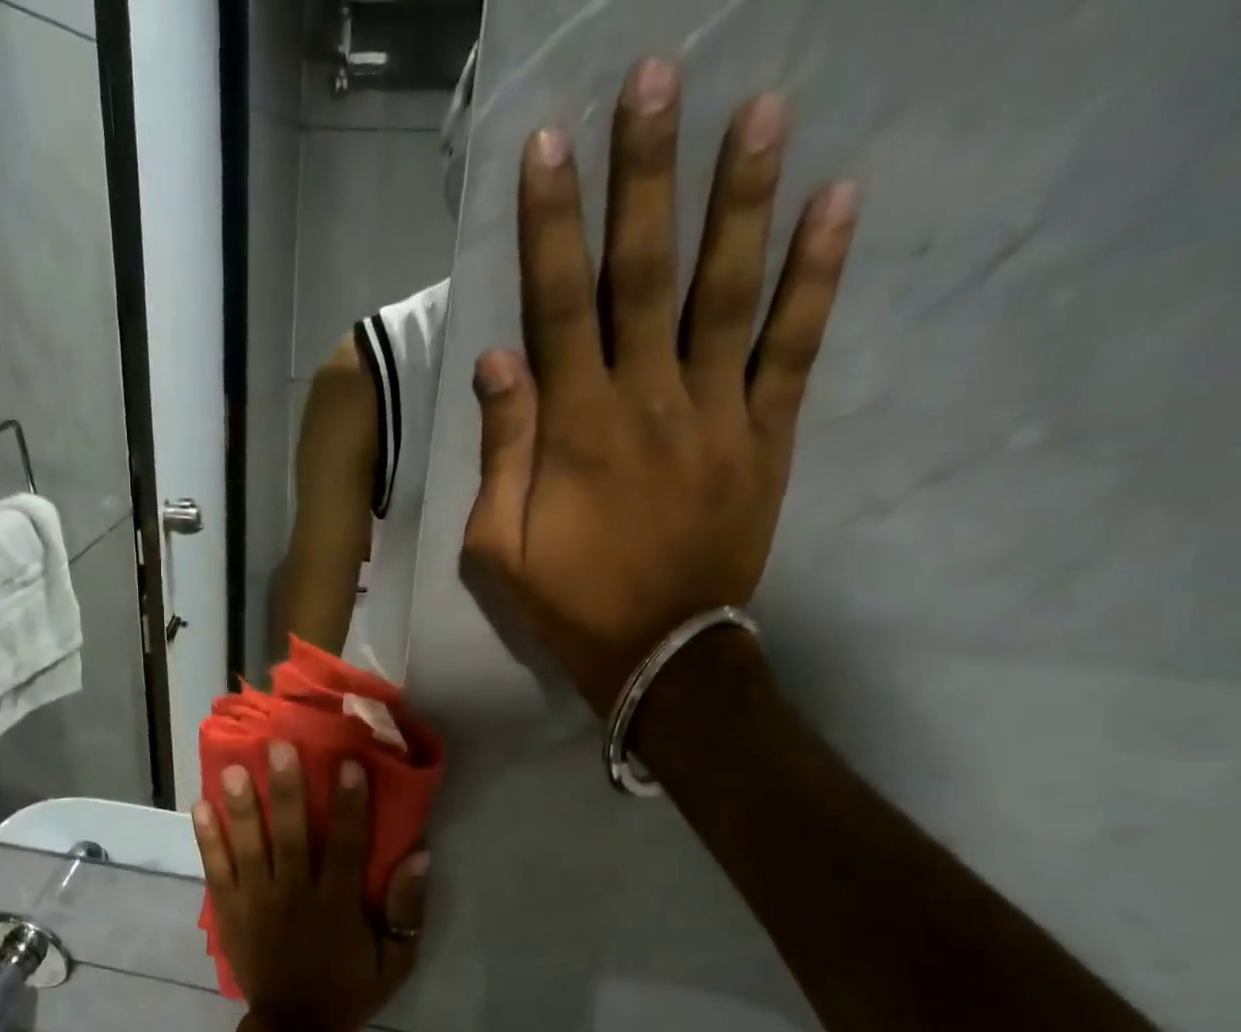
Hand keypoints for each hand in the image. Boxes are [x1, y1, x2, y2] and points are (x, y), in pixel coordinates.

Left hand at [193, 742, 429, 1031]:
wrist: (295, 1030)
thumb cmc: (351, 988)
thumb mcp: (396, 959)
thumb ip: (407, 909)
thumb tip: (420, 855)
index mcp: (337, 905)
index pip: (347, 846)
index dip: (350, 804)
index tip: (348, 763)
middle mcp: (295, 896)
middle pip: (292, 836)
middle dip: (287, 791)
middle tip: (278, 747)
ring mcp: (257, 903)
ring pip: (250, 847)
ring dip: (243, 807)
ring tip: (233, 768)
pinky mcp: (230, 911)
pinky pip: (217, 870)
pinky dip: (208, 839)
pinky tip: (199, 807)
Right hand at [462, 57, 858, 710]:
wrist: (657, 652)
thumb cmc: (567, 602)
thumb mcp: (498, 547)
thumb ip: (500, 452)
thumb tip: (496, 360)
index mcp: (575, 429)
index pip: (558, 306)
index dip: (551, 225)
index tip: (549, 144)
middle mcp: (646, 401)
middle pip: (643, 274)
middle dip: (645, 175)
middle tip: (658, 78)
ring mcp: (715, 413)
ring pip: (727, 291)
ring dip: (741, 199)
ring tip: (761, 109)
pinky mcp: (765, 436)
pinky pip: (793, 347)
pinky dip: (817, 275)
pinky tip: (837, 203)